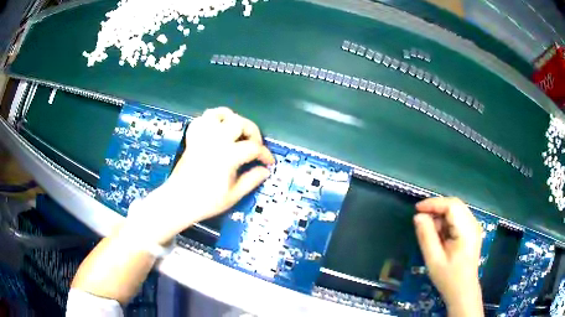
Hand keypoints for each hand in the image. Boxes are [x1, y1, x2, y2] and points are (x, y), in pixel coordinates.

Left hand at [125, 107, 274, 244]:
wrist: (179, 201)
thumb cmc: (206, 201)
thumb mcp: (234, 195)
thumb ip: (252, 180)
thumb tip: (265, 170)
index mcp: (227, 156)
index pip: (253, 147)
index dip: (265, 154)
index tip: (269, 162)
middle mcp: (215, 141)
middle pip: (240, 122)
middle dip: (253, 131)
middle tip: (255, 145)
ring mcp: (202, 137)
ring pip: (220, 114)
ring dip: (233, 119)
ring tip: (237, 131)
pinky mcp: (193, 138)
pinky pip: (202, 119)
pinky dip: (212, 119)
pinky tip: (218, 128)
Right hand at [414, 197, 483, 316]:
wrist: (463, 291)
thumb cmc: (448, 278)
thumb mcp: (433, 259)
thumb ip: (426, 236)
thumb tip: (418, 216)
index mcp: (466, 230)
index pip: (451, 206)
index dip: (433, 203)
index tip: (416, 209)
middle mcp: (473, 224)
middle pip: (454, 205)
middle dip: (436, 209)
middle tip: (421, 220)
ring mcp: (474, 227)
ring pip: (456, 210)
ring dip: (441, 216)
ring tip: (430, 232)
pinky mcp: (472, 231)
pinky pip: (458, 218)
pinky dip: (446, 222)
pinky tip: (440, 235)